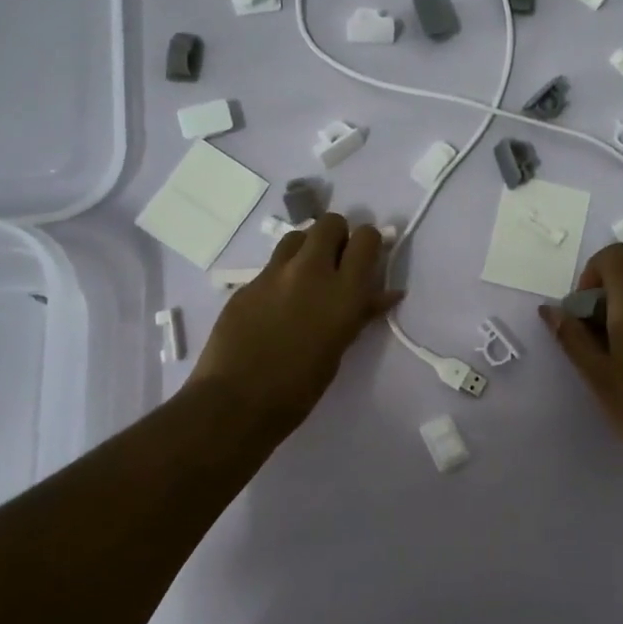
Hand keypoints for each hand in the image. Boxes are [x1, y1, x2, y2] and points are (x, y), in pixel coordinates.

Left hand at [189, 214, 402, 435]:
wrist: (236, 401)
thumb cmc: (300, 387)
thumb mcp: (340, 348)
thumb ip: (361, 313)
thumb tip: (386, 293)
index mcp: (344, 291)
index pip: (366, 237)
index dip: (368, 243)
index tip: (366, 260)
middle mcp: (312, 270)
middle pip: (330, 223)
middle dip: (337, 236)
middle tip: (336, 264)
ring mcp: (275, 273)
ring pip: (298, 235)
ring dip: (308, 247)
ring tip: (305, 276)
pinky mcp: (247, 283)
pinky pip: (272, 264)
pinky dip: (282, 274)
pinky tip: (276, 303)